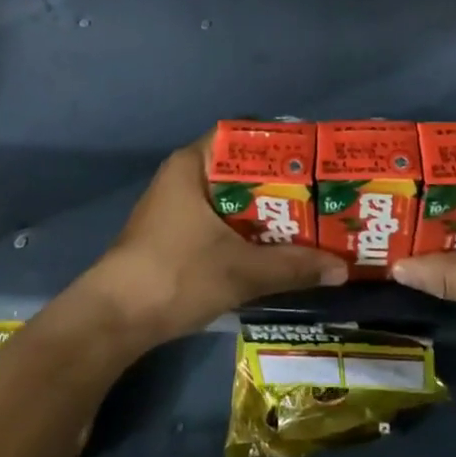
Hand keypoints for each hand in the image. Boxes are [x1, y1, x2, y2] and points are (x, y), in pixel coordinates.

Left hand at [79, 135, 347, 347]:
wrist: (113, 320)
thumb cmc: (176, 275)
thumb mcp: (241, 271)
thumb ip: (292, 266)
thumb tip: (341, 269)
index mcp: (194, 165)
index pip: (244, 136)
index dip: (281, 144)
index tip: (314, 158)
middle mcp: (184, 177)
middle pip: (242, 169)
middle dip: (281, 182)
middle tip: (322, 193)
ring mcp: (177, 207)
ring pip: (232, 198)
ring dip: (266, 210)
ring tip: (309, 219)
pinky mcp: (175, 234)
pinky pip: (221, 219)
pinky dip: (247, 229)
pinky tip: (275, 246)